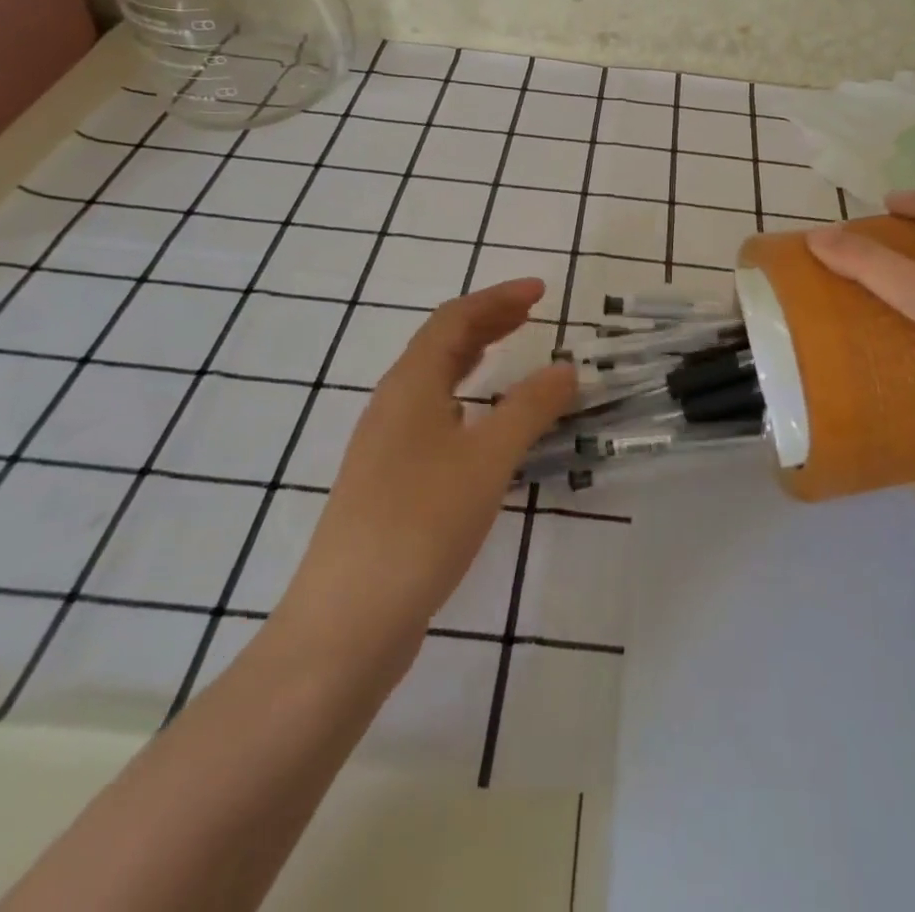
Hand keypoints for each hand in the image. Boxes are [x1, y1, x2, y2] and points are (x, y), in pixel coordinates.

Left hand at [271, 279, 575, 649]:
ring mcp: (386, 446)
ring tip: (511, 350)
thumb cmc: (420, 524)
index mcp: (410, 386)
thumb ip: (530, 408)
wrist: (347, 622)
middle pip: (441, 344)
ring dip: (474, 357)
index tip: (541, 291)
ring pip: (434, 381)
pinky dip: (466, 398)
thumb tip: (566, 368)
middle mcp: (392, 405)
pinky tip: (483, 422)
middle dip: (487, 321)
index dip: (498, 299)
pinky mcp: (389, 482)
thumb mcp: (487, 459)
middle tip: (532, 313)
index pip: (454, 320)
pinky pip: (433, 416)